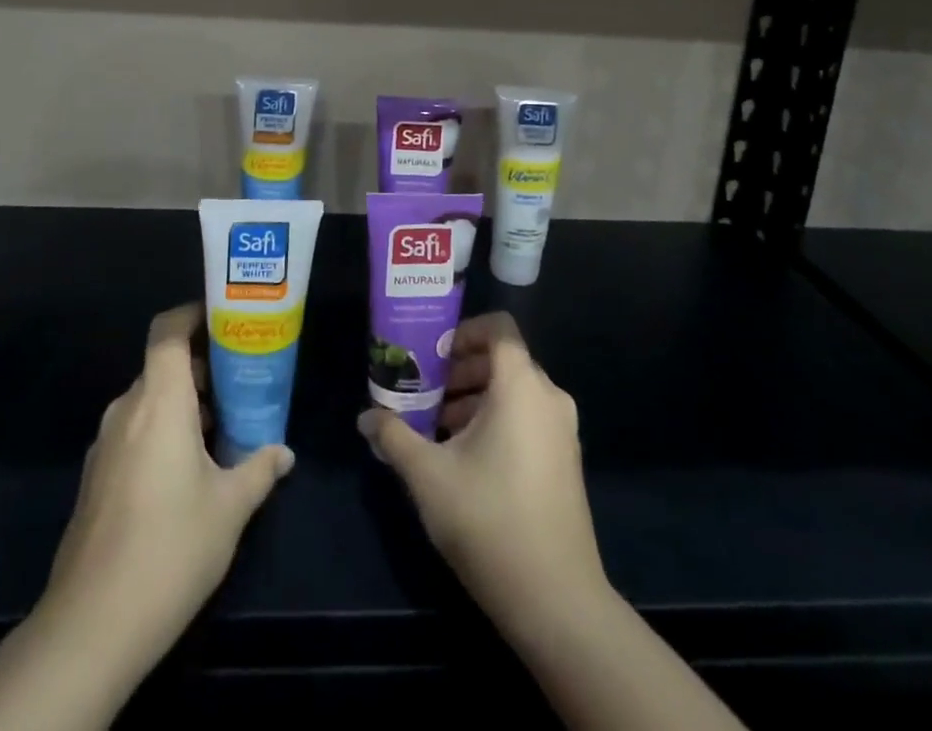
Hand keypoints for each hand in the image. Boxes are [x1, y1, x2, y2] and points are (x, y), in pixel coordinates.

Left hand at [0, 304, 292, 730]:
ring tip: (226, 424)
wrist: (91, 626)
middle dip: (203, 367)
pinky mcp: (97, 478)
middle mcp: (127, 411)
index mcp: (159, 402)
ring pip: (150, 401)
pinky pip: (135, 432)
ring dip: (185, 404)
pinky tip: (191, 469)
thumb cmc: (170, 548)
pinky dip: (164, 431)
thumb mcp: (230, 508)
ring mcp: (106, 445)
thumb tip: (284, 452)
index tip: (226, 319)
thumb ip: (260, 468)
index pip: (167, 331)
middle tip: (243, 378)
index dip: (193, 314)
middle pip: (163, 366)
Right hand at [358, 312, 608, 643]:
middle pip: (503, 360)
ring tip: (437, 427)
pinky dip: (496, 420)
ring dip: (475, 397)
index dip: (464, 331)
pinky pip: (528, 418)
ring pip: (514, 392)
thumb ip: (394, 436)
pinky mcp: (565, 461)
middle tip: (424, 390)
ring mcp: (562, 431)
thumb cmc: (489, 520)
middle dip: (461, 369)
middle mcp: (549, 398)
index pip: (499, 329)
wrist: (557, 602)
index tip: (432, 353)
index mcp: (521, 386)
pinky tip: (465, 457)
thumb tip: (365, 417)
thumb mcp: (428, 475)